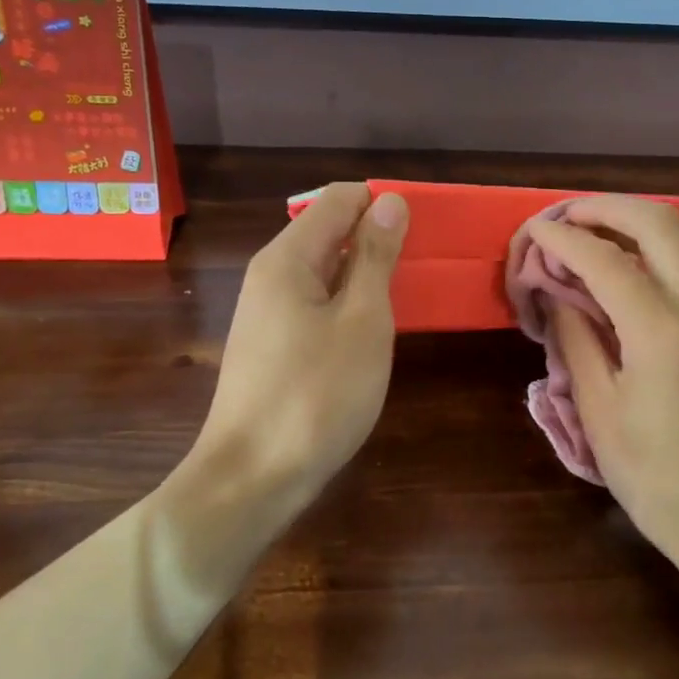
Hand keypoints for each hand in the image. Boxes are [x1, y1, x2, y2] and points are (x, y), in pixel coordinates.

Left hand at [193, 182, 409, 505]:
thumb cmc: (316, 395)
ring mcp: (268, 313)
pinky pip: (316, 304)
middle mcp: (271, 276)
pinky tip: (372, 332)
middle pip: (329, 231)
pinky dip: (348, 305)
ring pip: (325, 271)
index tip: (425, 232)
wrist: (253, 479)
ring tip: (407, 298)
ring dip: (366, 275)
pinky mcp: (273, 346)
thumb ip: (376, 258)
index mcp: (287, 258)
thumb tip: (389, 201)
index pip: (340, 199)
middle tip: (423, 269)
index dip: (384, 205)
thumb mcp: (362, 321)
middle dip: (377, 239)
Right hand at [528, 196, 678, 574]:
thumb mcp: (600, 411)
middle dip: (606, 208)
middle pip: (660, 223)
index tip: (530, 230)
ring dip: (633, 225)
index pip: (604, 259)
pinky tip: (621, 275)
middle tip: (564, 217)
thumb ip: (577, 339)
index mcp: (663, 330)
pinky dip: (652, 254)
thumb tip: (557, 292)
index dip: (561, 239)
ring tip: (587, 236)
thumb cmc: (657, 479)